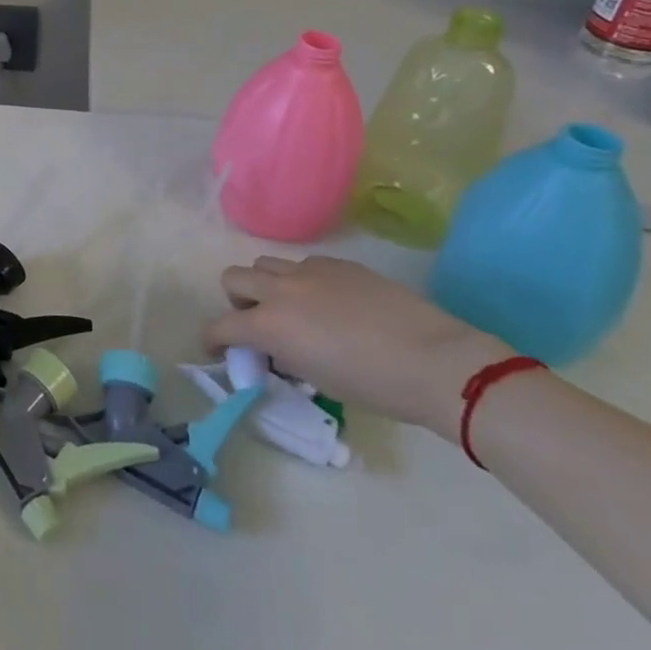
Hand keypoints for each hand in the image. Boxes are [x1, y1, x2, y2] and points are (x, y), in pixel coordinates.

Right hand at [203, 255, 510, 441]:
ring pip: (266, 264)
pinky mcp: (339, 264)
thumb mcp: (316, 378)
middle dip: (237, 301)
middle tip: (258, 324)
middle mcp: (280, 289)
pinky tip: (331, 304)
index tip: (220, 350)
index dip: (214, 340)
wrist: (436, 361)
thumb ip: (284, 356)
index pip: (222, 326)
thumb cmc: (375, 385)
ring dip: (267, 285)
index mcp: (270, 324)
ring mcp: (310, 271)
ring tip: (293, 309)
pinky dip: (303, 282)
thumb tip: (276, 349)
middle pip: (233, 277)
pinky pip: (304, 265)